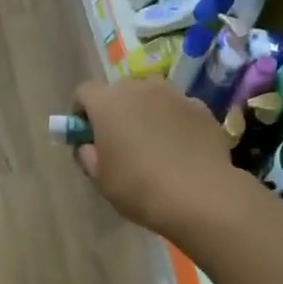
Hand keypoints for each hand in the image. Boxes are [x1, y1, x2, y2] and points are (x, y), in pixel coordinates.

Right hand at [71, 79, 242, 236]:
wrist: (199, 195)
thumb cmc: (139, 188)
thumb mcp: (101, 179)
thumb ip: (88, 155)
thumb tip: (89, 146)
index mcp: (108, 103)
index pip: (84, 93)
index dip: (81, 112)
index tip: (86, 135)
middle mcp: (140, 88)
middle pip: (120, 91)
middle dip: (115, 110)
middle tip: (120, 142)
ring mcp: (174, 95)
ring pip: (152, 97)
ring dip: (146, 113)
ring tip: (154, 144)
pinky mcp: (201, 107)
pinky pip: (178, 109)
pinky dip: (174, 122)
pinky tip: (180, 149)